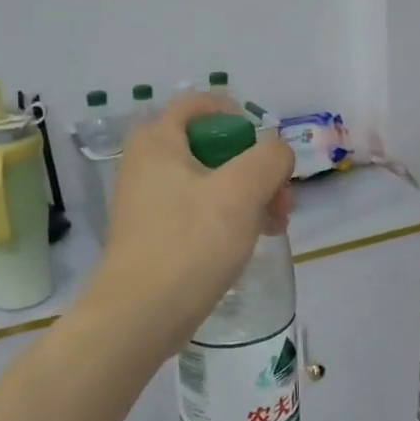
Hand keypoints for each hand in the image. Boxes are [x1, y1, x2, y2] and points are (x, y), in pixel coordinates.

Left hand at [87, 94, 294, 357]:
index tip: (266, 152)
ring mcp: (150, 199)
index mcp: (158, 140)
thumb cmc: (190, 243)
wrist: (140, 317)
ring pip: (213, 180)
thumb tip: (277, 153)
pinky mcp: (156, 232)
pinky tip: (250, 242)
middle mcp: (148, 162)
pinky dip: (229, 218)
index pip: (201, 103)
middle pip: (214, 144)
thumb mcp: (242, 191)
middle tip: (280, 201)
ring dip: (250, 196)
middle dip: (256, 167)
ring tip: (274, 227)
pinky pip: (200, 210)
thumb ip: (270, 157)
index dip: (240, 118)